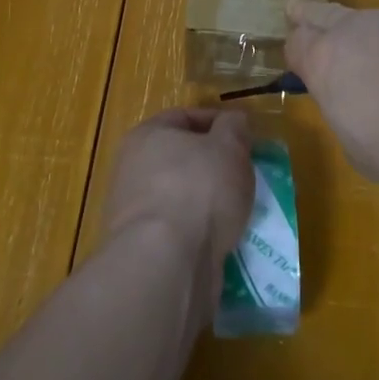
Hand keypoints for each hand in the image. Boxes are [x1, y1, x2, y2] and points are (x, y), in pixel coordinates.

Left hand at [102, 108, 253, 296]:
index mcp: (147, 135)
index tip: (246, 137)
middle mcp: (133, 168)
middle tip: (245, 173)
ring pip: (182, 196)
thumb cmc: (199, 189)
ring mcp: (135, 211)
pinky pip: (180, 230)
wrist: (166, 262)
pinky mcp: (143, 248)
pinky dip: (201, 232)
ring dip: (210, 202)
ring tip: (241, 209)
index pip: (185, 117)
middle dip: (215, 165)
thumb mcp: (229, 146)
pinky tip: (225, 239)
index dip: (218, 122)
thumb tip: (233, 120)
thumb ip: (234, 128)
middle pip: (182, 158)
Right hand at [285, 0, 378, 217]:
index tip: (303, 58)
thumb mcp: (365, 154)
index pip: (297, 44)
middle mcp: (362, 25)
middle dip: (312, 15)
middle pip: (327, 13)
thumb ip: (349, 112)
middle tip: (298, 8)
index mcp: (332, 64)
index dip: (299, 53)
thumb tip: (355, 95)